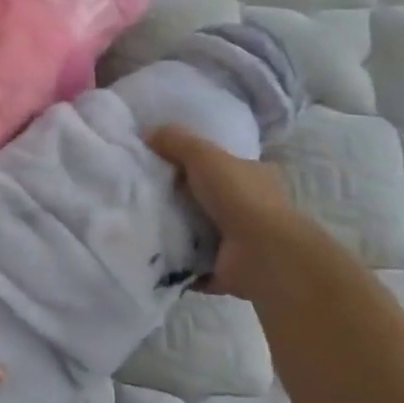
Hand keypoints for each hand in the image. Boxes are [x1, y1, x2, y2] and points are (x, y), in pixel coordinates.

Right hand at [147, 126, 317, 300]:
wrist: (262, 255)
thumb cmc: (238, 197)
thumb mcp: (203, 154)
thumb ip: (175, 140)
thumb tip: (145, 132)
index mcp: (255, 176)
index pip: (224, 164)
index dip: (195, 162)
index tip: (162, 164)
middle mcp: (253, 207)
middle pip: (209, 198)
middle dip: (181, 197)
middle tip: (144, 193)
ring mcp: (243, 241)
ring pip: (202, 230)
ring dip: (177, 230)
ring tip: (141, 222)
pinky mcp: (229, 269)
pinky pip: (195, 262)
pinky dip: (178, 260)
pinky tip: (153, 252)